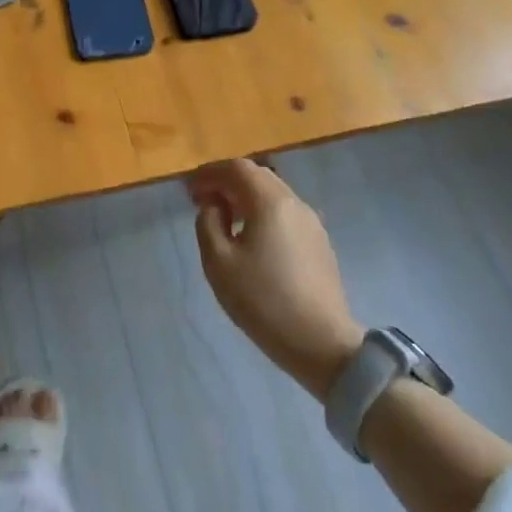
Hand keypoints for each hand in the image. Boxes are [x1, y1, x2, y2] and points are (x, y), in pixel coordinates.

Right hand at [187, 159, 363, 399]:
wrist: (322, 342)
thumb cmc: (263, 300)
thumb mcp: (219, 262)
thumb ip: (208, 224)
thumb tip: (214, 206)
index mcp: (270, 202)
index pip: (237, 169)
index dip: (210, 173)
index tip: (190, 187)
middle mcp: (295, 204)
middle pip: (258, 177)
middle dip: (227, 183)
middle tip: (202, 200)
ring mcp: (312, 224)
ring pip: (273, 195)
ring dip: (245, 198)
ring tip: (223, 219)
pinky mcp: (319, 244)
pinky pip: (285, 214)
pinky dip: (262, 213)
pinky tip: (251, 238)